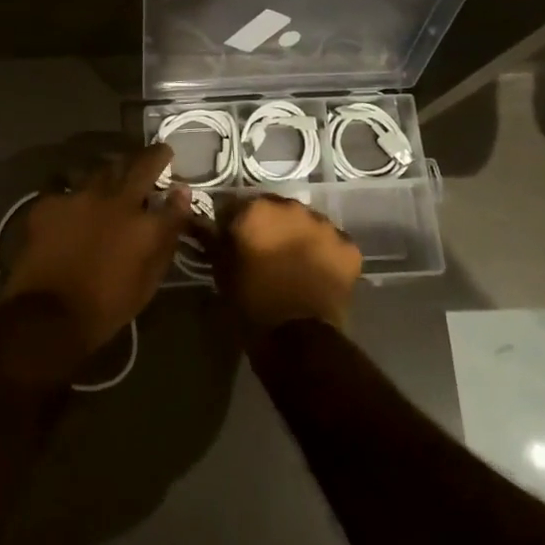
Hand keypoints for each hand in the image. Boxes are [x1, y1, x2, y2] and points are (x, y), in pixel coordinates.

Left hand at [3, 145, 190, 351]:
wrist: (47, 315)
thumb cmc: (106, 307)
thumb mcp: (147, 283)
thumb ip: (166, 241)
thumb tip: (178, 209)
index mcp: (145, 225)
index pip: (174, 200)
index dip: (180, 192)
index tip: (180, 186)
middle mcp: (116, 201)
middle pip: (140, 166)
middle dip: (154, 156)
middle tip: (159, 153)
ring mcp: (80, 196)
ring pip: (102, 170)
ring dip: (114, 171)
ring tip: (115, 176)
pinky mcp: (50, 202)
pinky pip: (67, 188)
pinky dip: (76, 194)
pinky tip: (74, 203)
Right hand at [216, 194, 361, 335]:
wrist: (297, 339)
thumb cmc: (250, 301)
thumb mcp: (220, 268)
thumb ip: (210, 238)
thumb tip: (196, 219)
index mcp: (256, 209)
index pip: (237, 206)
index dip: (232, 224)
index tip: (231, 243)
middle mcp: (292, 207)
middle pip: (275, 210)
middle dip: (269, 226)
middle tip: (264, 254)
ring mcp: (324, 226)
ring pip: (306, 224)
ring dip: (298, 236)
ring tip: (293, 265)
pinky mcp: (348, 247)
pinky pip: (332, 243)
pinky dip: (325, 254)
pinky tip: (317, 274)